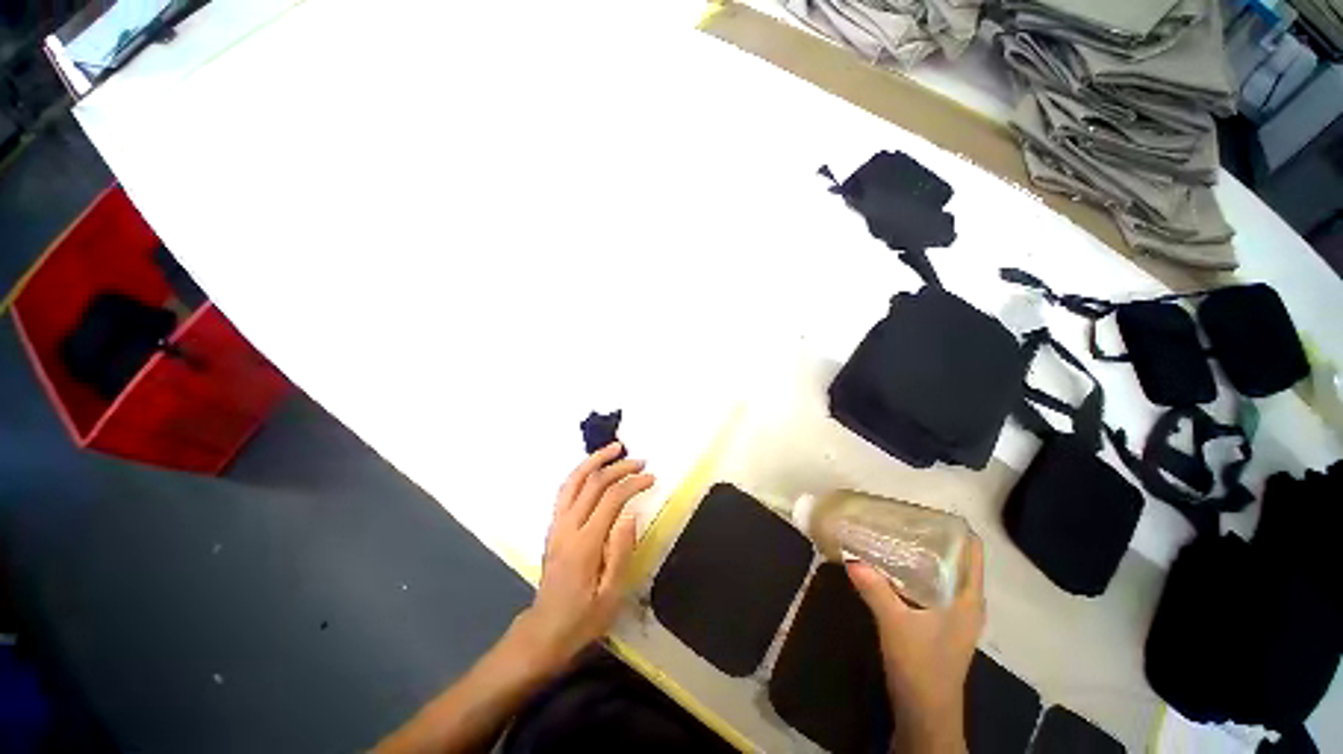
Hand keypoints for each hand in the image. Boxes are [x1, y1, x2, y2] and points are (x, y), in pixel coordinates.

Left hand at [508, 442, 652, 676]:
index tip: (651, 478)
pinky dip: (581, 472)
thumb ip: (621, 551)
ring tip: (614, 448)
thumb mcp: (611, 594)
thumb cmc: (583, 618)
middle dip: (619, 467)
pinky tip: (594, 468)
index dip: (633, 483)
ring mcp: (556, 525)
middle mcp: (567, 527)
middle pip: (592, 483)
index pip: (611, 499)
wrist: (544, 631)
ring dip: (594, 460)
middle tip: (640, 461)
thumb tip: (631, 514)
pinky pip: (565, 490)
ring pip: (573, 480)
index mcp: (585, 544)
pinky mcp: (553, 527)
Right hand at [847, 536, 984, 752]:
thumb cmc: (922, 667)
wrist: (926, 714)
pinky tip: (892, 567)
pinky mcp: (941, 624)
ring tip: (893, 535)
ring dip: (922, 554)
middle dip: (931, 537)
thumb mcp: (895, 624)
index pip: (972, 551)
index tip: (924, 511)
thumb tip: (851, 557)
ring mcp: (955, 614)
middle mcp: (966, 601)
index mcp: (967, 598)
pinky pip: (932, 586)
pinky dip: (916, 572)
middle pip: (956, 558)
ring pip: (943, 573)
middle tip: (899, 519)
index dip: (954, 528)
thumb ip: (874, 588)